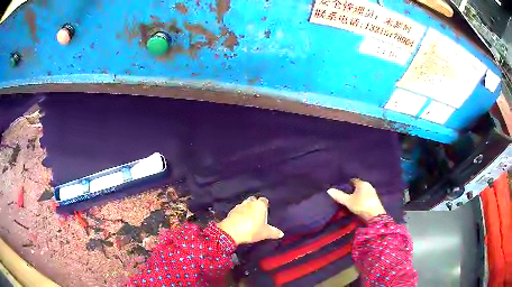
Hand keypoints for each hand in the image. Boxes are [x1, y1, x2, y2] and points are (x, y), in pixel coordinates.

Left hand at [217, 196, 283, 244]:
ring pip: (245, 204)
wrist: (231, 232)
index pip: (264, 200)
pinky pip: (238, 210)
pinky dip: (240, 213)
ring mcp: (239, 206)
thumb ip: (274, 232)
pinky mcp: (231, 211)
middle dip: (255, 205)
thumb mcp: (265, 233)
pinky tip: (241, 220)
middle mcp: (249, 202)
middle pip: (254, 200)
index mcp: (259, 205)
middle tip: (258, 214)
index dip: (265, 205)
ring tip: (250, 218)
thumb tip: (281, 233)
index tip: (266, 210)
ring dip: (247, 209)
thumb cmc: (251, 230)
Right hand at [327, 179, 385, 220]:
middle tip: (345, 196)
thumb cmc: (361, 205)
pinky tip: (358, 204)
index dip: (347, 184)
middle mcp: (368, 185)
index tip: (342, 189)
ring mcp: (373, 193)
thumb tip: (329, 190)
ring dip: (357, 195)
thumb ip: (339, 195)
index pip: (353, 180)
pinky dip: (361, 199)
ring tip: (350, 201)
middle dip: (352, 190)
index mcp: (362, 183)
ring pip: (362, 192)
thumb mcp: (348, 201)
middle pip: (358, 186)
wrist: (375, 216)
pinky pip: (366, 197)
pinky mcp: (375, 200)